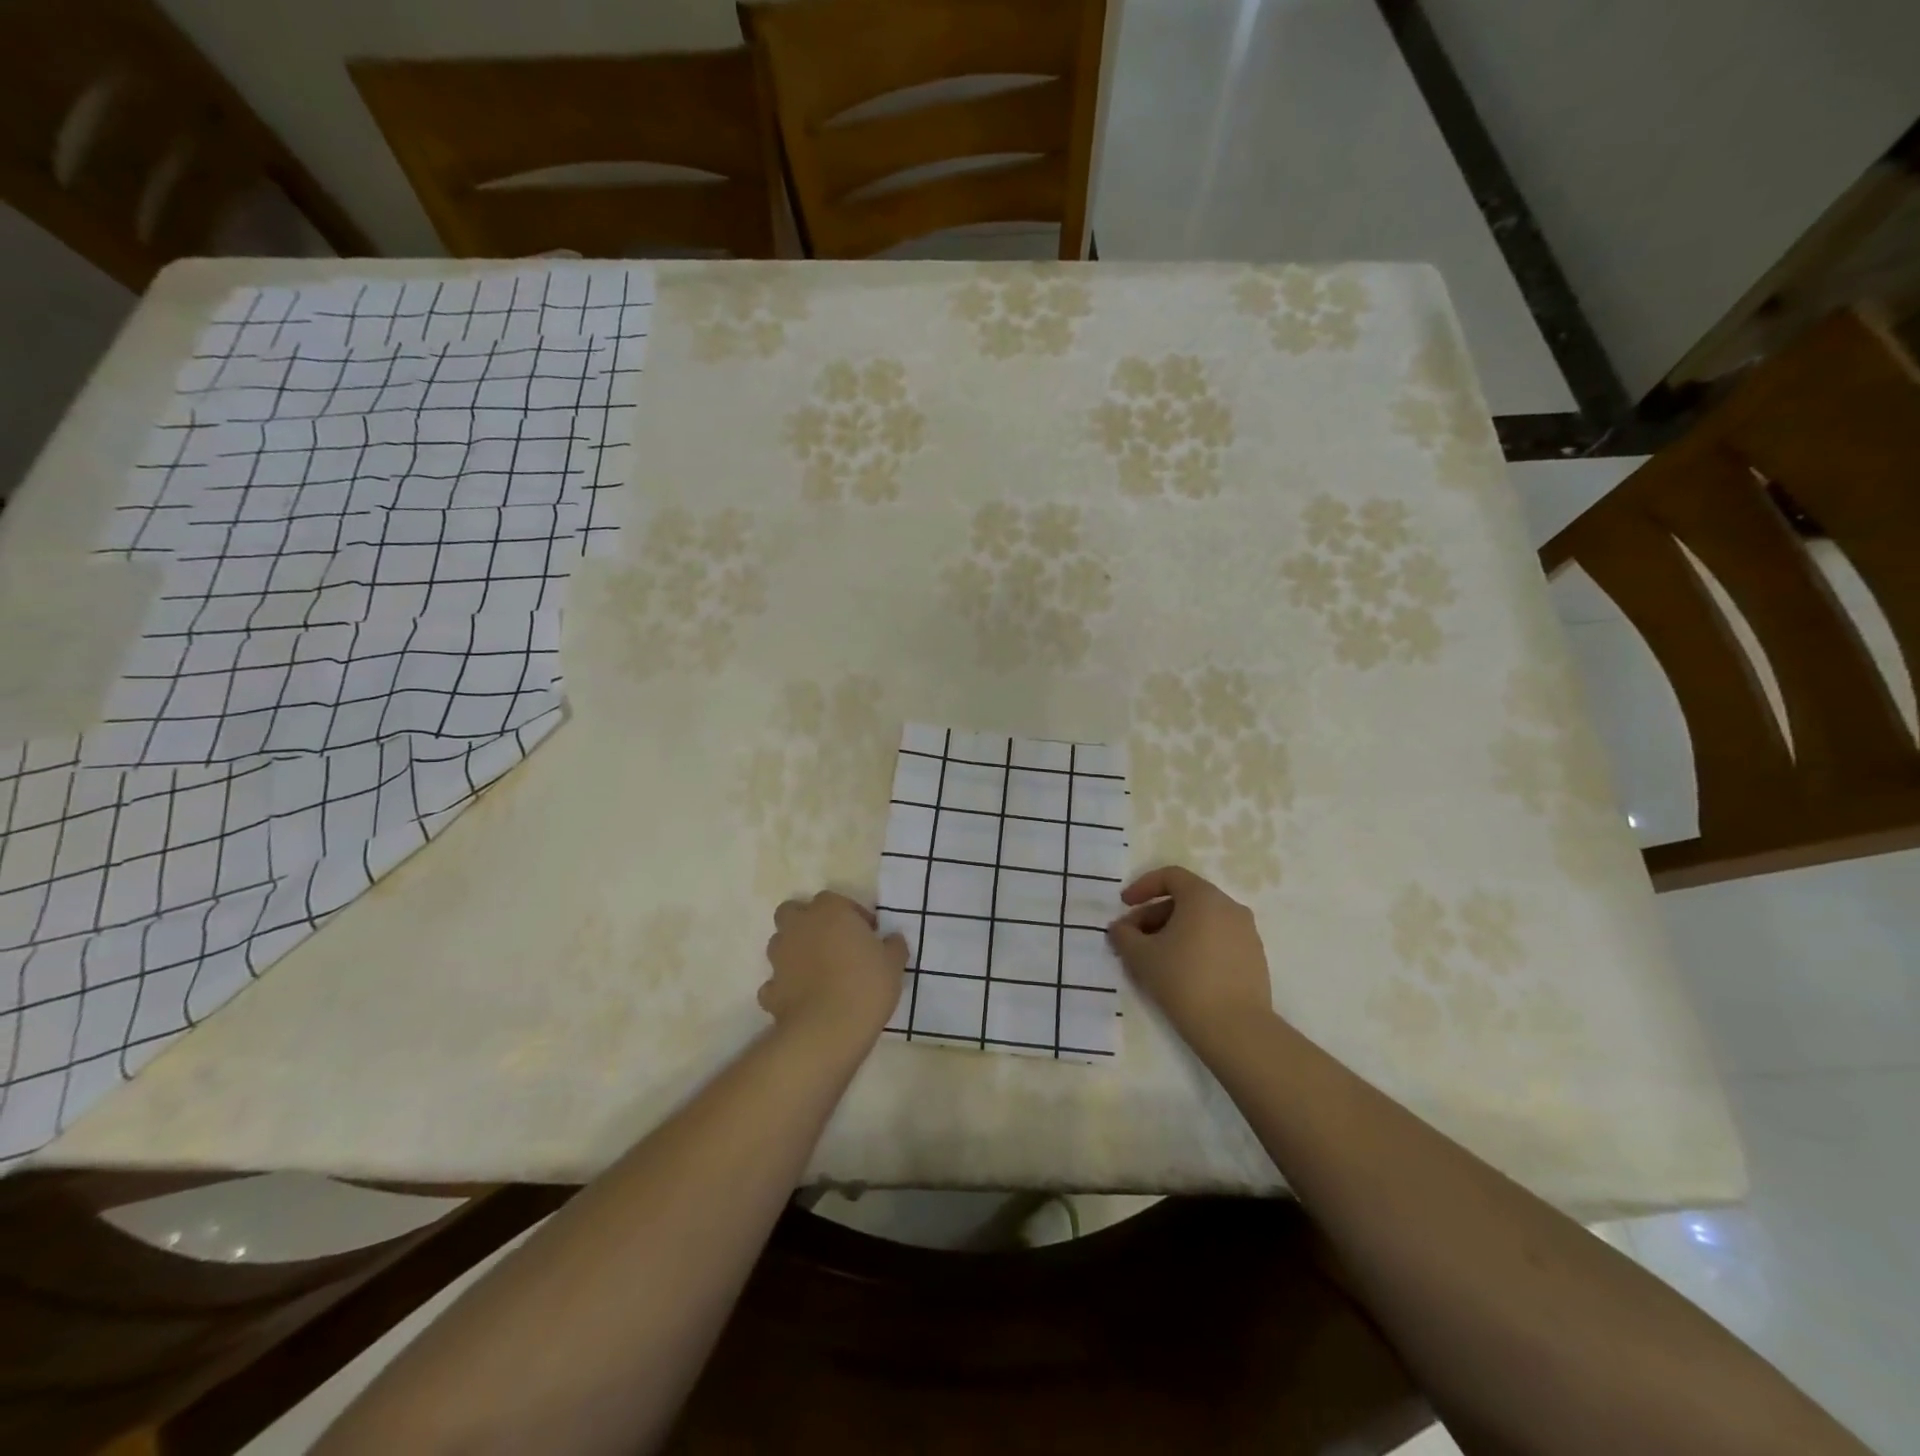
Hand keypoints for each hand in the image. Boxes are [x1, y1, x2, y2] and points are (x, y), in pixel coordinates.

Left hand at [761, 891, 906, 1048]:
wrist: (828, 1030)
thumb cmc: (866, 985)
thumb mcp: (894, 962)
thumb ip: (893, 945)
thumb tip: (891, 940)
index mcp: (829, 911)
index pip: (833, 900)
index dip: (850, 915)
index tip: (866, 935)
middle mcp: (798, 927)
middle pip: (793, 912)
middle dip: (808, 922)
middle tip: (832, 943)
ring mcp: (779, 959)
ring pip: (781, 944)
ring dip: (795, 952)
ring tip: (818, 972)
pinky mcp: (770, 990)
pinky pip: (776, 982)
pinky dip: (786, 986)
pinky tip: (804, 999)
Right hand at [1107, 866, 1272, 1049]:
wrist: (1236, 1029)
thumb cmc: (1183, 980)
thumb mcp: (1141, 956)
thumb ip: (1124, 935)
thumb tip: (1119, 929)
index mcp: (1204, 897)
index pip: (1170, 876)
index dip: (1143, 886)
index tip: (1124, 905)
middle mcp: (1230, 907)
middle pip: (1185, 899)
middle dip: (1153, 914)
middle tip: (1132, 939)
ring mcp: (1246, 933)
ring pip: (1202, 921)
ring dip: (1173, 931)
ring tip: (1153, 958)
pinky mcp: (1254, 958)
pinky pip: (1218, 940)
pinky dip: (1195, 945)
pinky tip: (1180, 972)